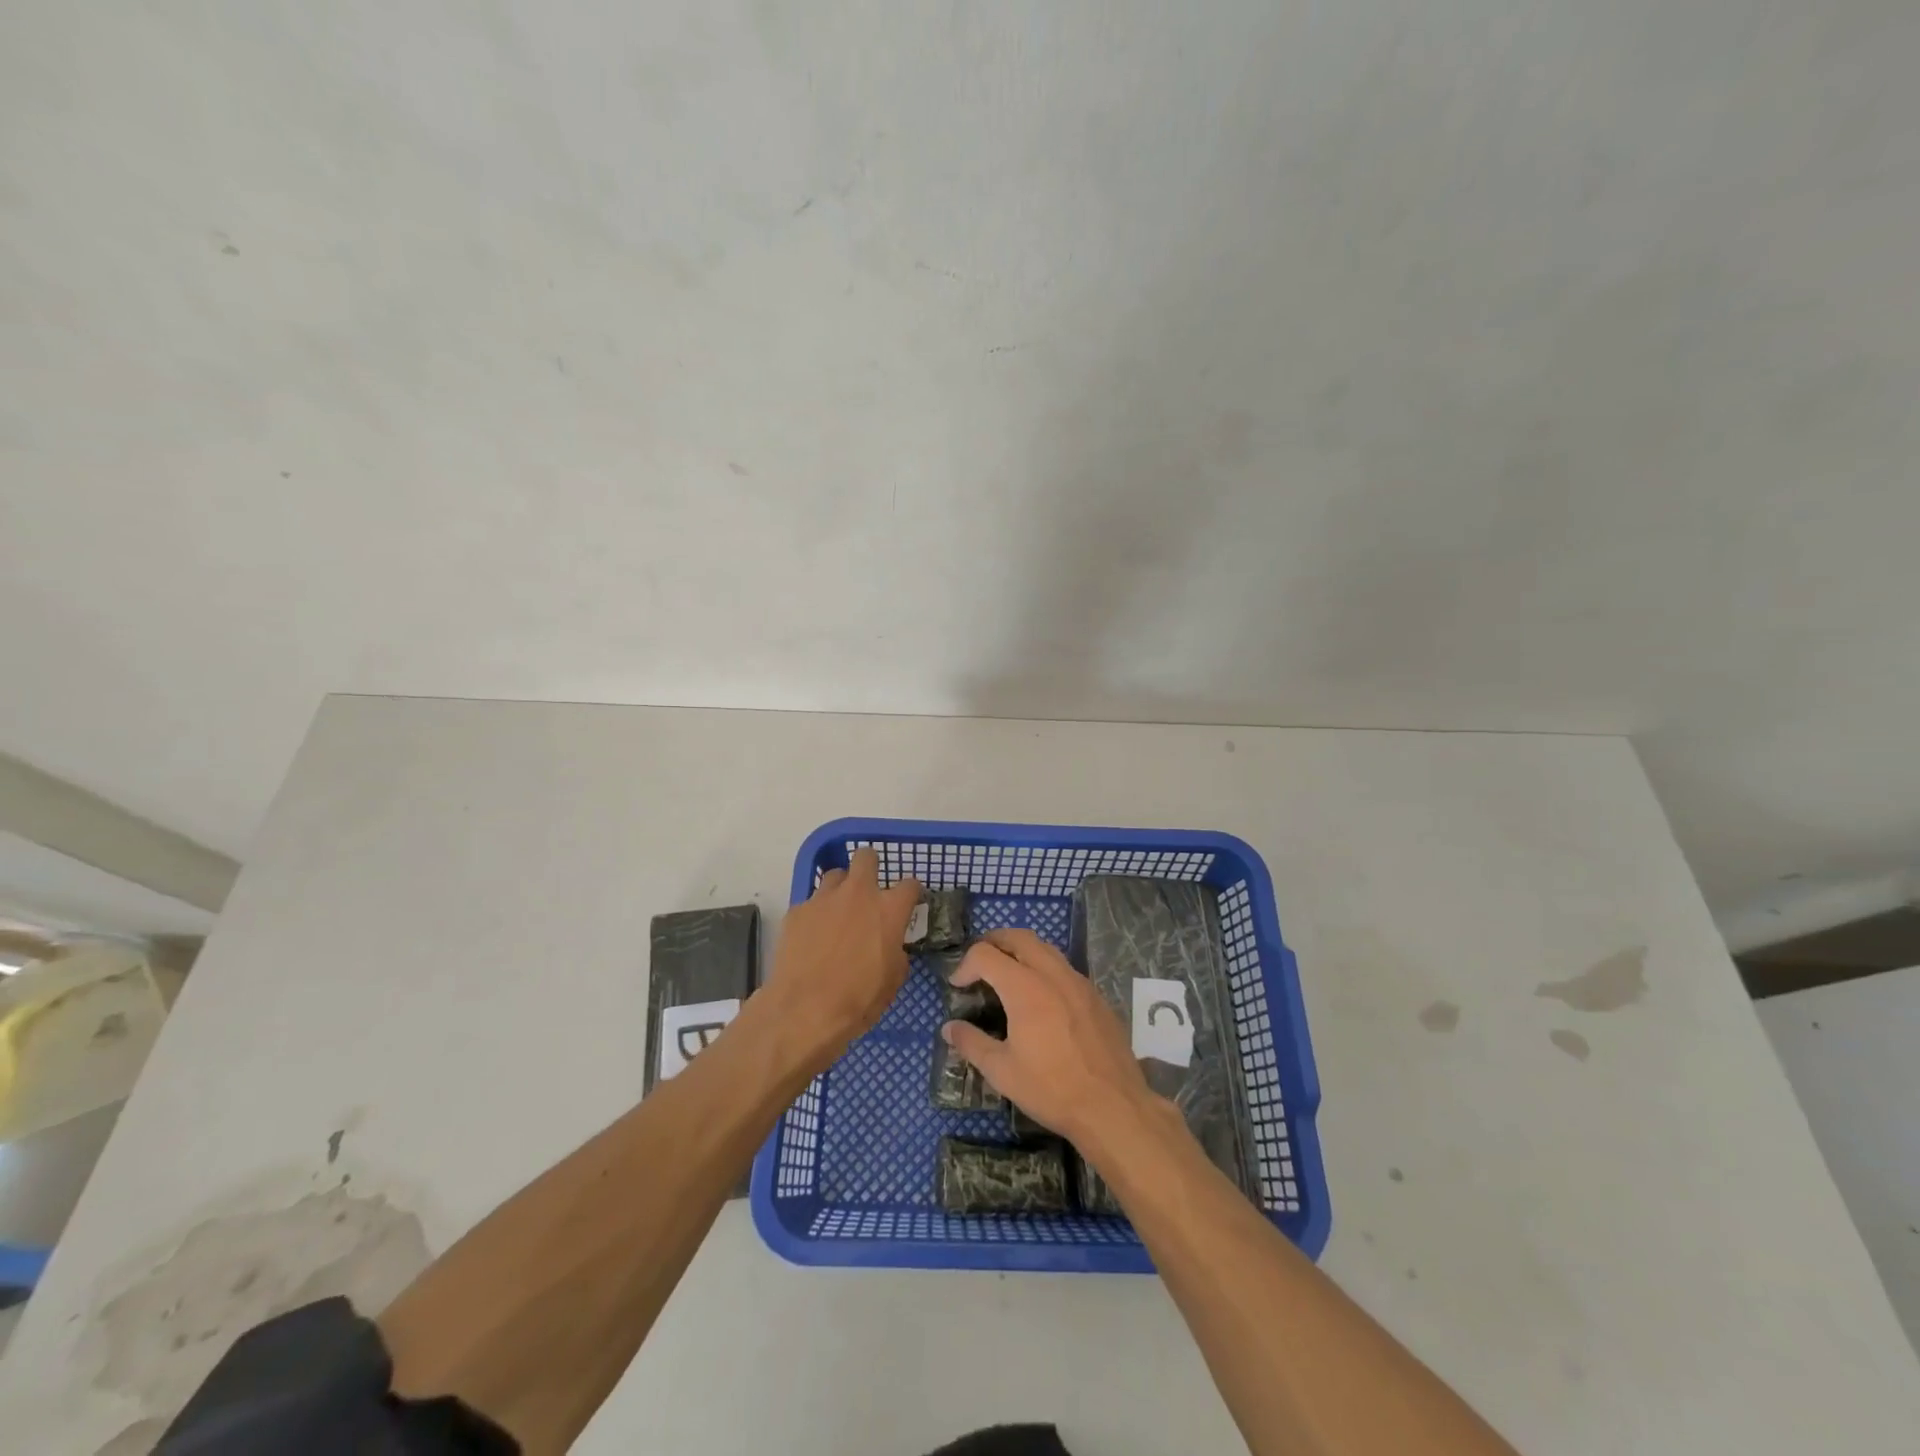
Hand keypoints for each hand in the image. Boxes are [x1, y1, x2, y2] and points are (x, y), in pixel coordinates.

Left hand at [762, 848, 920, 1071]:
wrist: (805, 1010)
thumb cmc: (859, 998)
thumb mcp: (894, 978)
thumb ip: (896, 949)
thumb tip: (889, 944)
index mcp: (889, 909)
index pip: (910, 884)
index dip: (911, 892)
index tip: (908, 901)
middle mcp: (858, 893)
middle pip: (866, 857)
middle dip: (870, 866)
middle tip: (868, 889)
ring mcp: (823, 898)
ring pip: (835, 876)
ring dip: (840, 889)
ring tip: (837, 913)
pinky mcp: (797, 911)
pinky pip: (811, 903)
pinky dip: (815, 915)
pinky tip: (812, 938)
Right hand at [941, 928, 1157, 1147]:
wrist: (1113, 1106)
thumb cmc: (1052, 1088)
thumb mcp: (1002, 1071)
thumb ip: (972, 1043)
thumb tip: (949, 1028)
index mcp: (1025, 987)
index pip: (986, 954)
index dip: (965, 965)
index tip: (957, 986)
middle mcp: (1052, 973)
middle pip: (1018, 937)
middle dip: (993, 942)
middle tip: (979, 963)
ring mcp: (1078, 982)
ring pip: (1044, 948)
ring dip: (1021, 951)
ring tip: (1007, 974)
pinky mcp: (1095, 995)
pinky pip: (1064, 967)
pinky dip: (1044, 967)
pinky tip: (1041, 997)